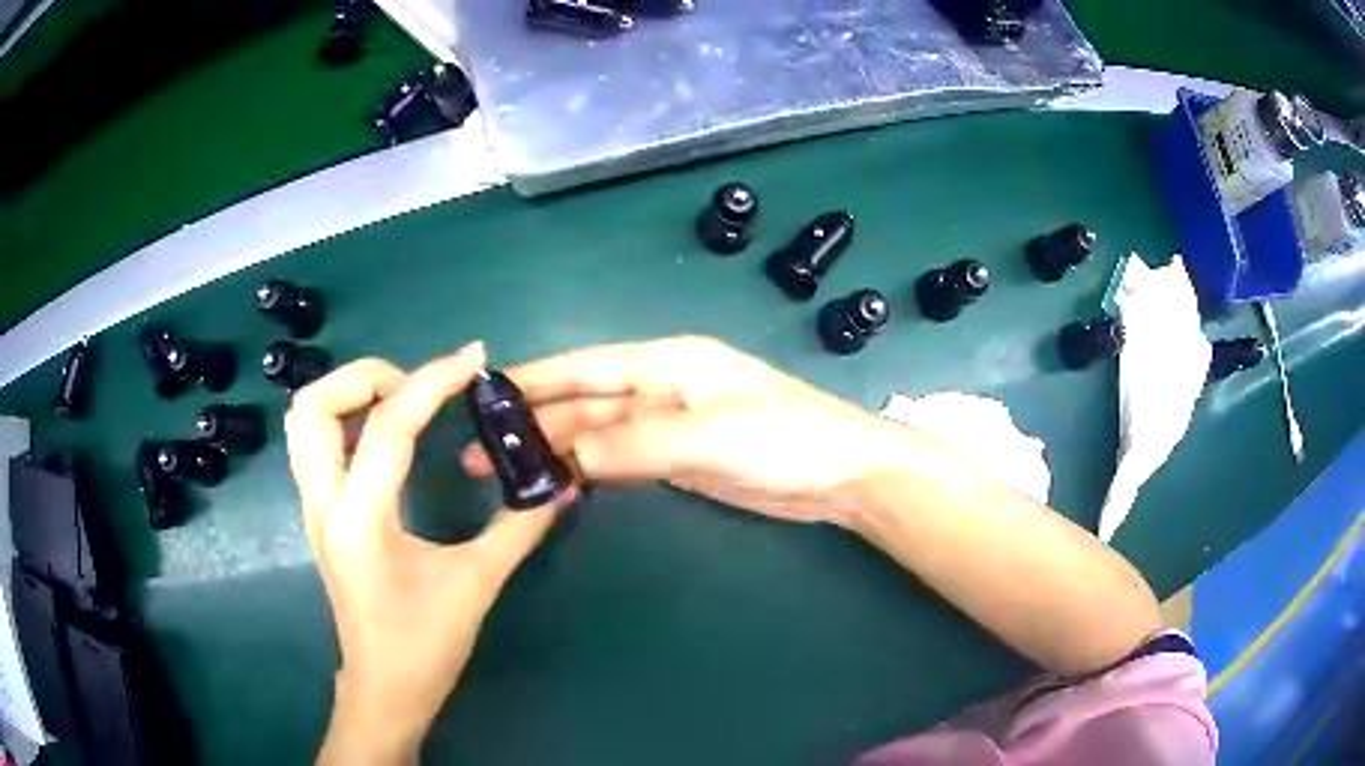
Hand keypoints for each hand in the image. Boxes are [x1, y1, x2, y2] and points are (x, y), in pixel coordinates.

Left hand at [285, 343, 575, 763]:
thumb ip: (518, 528)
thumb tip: (558, 485)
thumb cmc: (425, 645)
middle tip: (419, 388)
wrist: (384, 688)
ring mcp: (314, 507)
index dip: (433, 381)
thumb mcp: (476, 584)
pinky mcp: (319, 514)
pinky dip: (346, 419)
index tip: (474, 359)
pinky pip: (315, 443)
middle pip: (314, 403)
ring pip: (305, 419)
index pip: (387, 426)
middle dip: (367, 377)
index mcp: (360, 519)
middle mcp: (323, 502)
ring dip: (350, 394)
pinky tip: (387, 435)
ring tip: (402, 403)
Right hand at [462, 336, 913, 525]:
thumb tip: (567, 454)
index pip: (587, 365)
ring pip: (599, 432)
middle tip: (481, 452)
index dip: (535, 378)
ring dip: (556, 449)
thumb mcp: (710, 436)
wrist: (843, 475)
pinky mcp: (679, 457)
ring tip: (508, 474)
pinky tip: (559, 482)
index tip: (486, 394)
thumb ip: (636, 442)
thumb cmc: (787, 440)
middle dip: (535, 423)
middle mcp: (662, 386)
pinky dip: (589, 469)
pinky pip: (621, 458)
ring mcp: (670, 424)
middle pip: (585, 401)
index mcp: (668, 362)